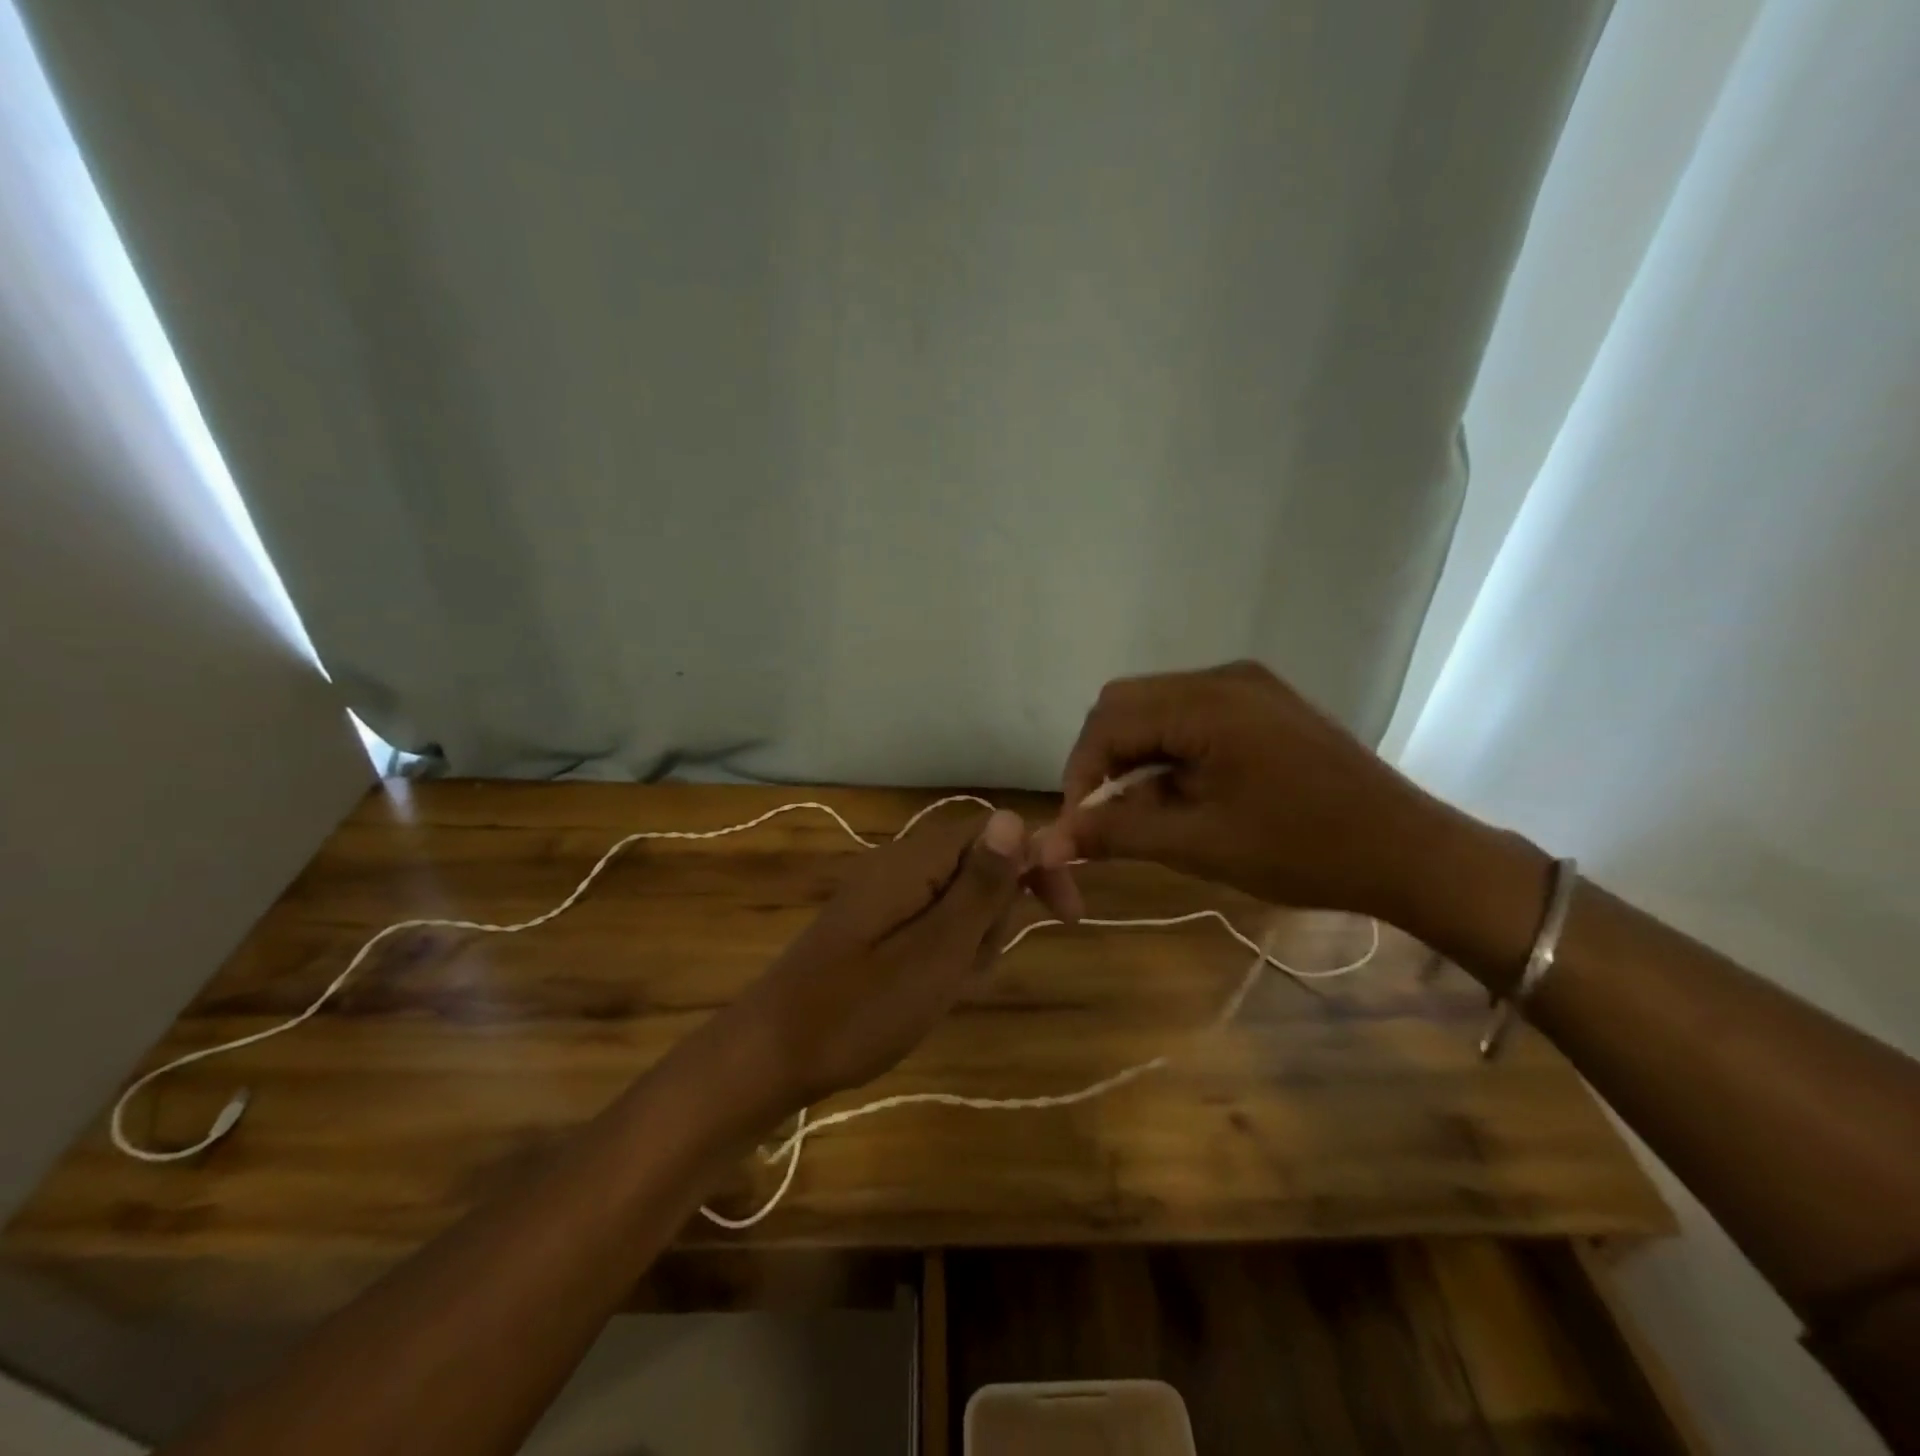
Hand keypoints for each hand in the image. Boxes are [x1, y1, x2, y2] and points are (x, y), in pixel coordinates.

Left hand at [723, 808, 1029, 1109]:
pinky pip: (931, 928)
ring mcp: (884, 897)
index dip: (1037, 864)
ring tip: (946, 989)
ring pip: (959, 905)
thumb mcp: (938, 950)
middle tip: (972, 968)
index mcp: (915, 861)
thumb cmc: (862, 1008)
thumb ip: (980, 884)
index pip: (996, 832)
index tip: (1067, 915)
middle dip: (995, 919)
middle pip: (980, 869)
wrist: (773, 1055)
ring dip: (971, 945)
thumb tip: (1015, 818)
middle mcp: (900, 866)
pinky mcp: (875, 927)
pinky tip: (929, 994)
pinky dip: (944, 959)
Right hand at [1037, 661, 1455, 917]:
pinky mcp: (1263, 704)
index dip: (1080, 773)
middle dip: (1104, 760)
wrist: (1409, 851)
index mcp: (1207, 702)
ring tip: (1147, 813)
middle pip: (1126, 704)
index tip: (1078, 826)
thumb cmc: (1305, 850)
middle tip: (1106, 816)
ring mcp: (1248, 686)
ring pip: (1156, 709)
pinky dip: (1170, 753)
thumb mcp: (1200, 844)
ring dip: (1137, 757)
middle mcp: (1223, 677)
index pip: (1108, 720)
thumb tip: (1050, 842)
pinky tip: (1184, 794)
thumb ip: (1117, 833)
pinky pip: (1191, 716)